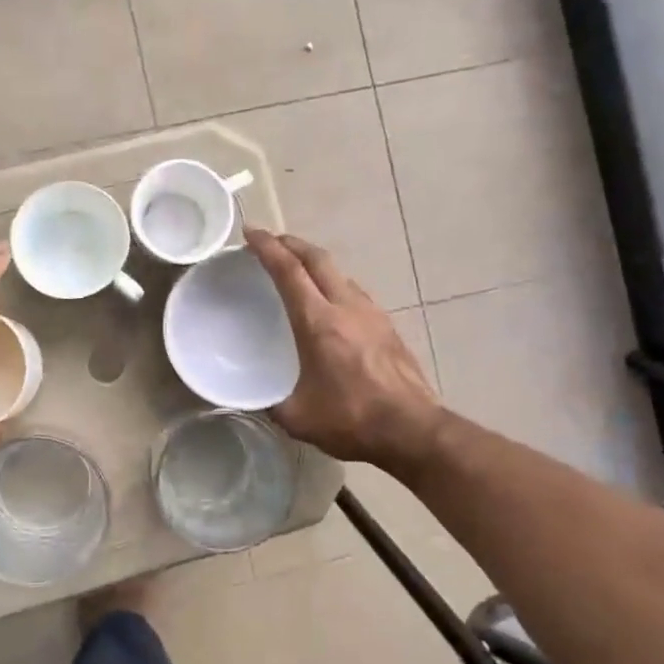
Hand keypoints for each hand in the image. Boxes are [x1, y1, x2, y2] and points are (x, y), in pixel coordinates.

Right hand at [245, 228, 441, 471]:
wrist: (412, 430)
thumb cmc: (352, 420)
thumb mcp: (298, 417)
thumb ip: (273, 403)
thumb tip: (260, 399)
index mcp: (318, 322)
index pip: (289, 271)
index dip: (267, 247)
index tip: (251, 232)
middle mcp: (346, 307)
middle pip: (318, 259)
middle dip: (292, 244)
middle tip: (272, 242)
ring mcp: (372, 314)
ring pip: (341, 273)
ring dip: (317, 264)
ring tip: (300, 272)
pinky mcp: (388, 327)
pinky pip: (356, 293)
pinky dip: (336, 285)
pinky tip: (333, 304)